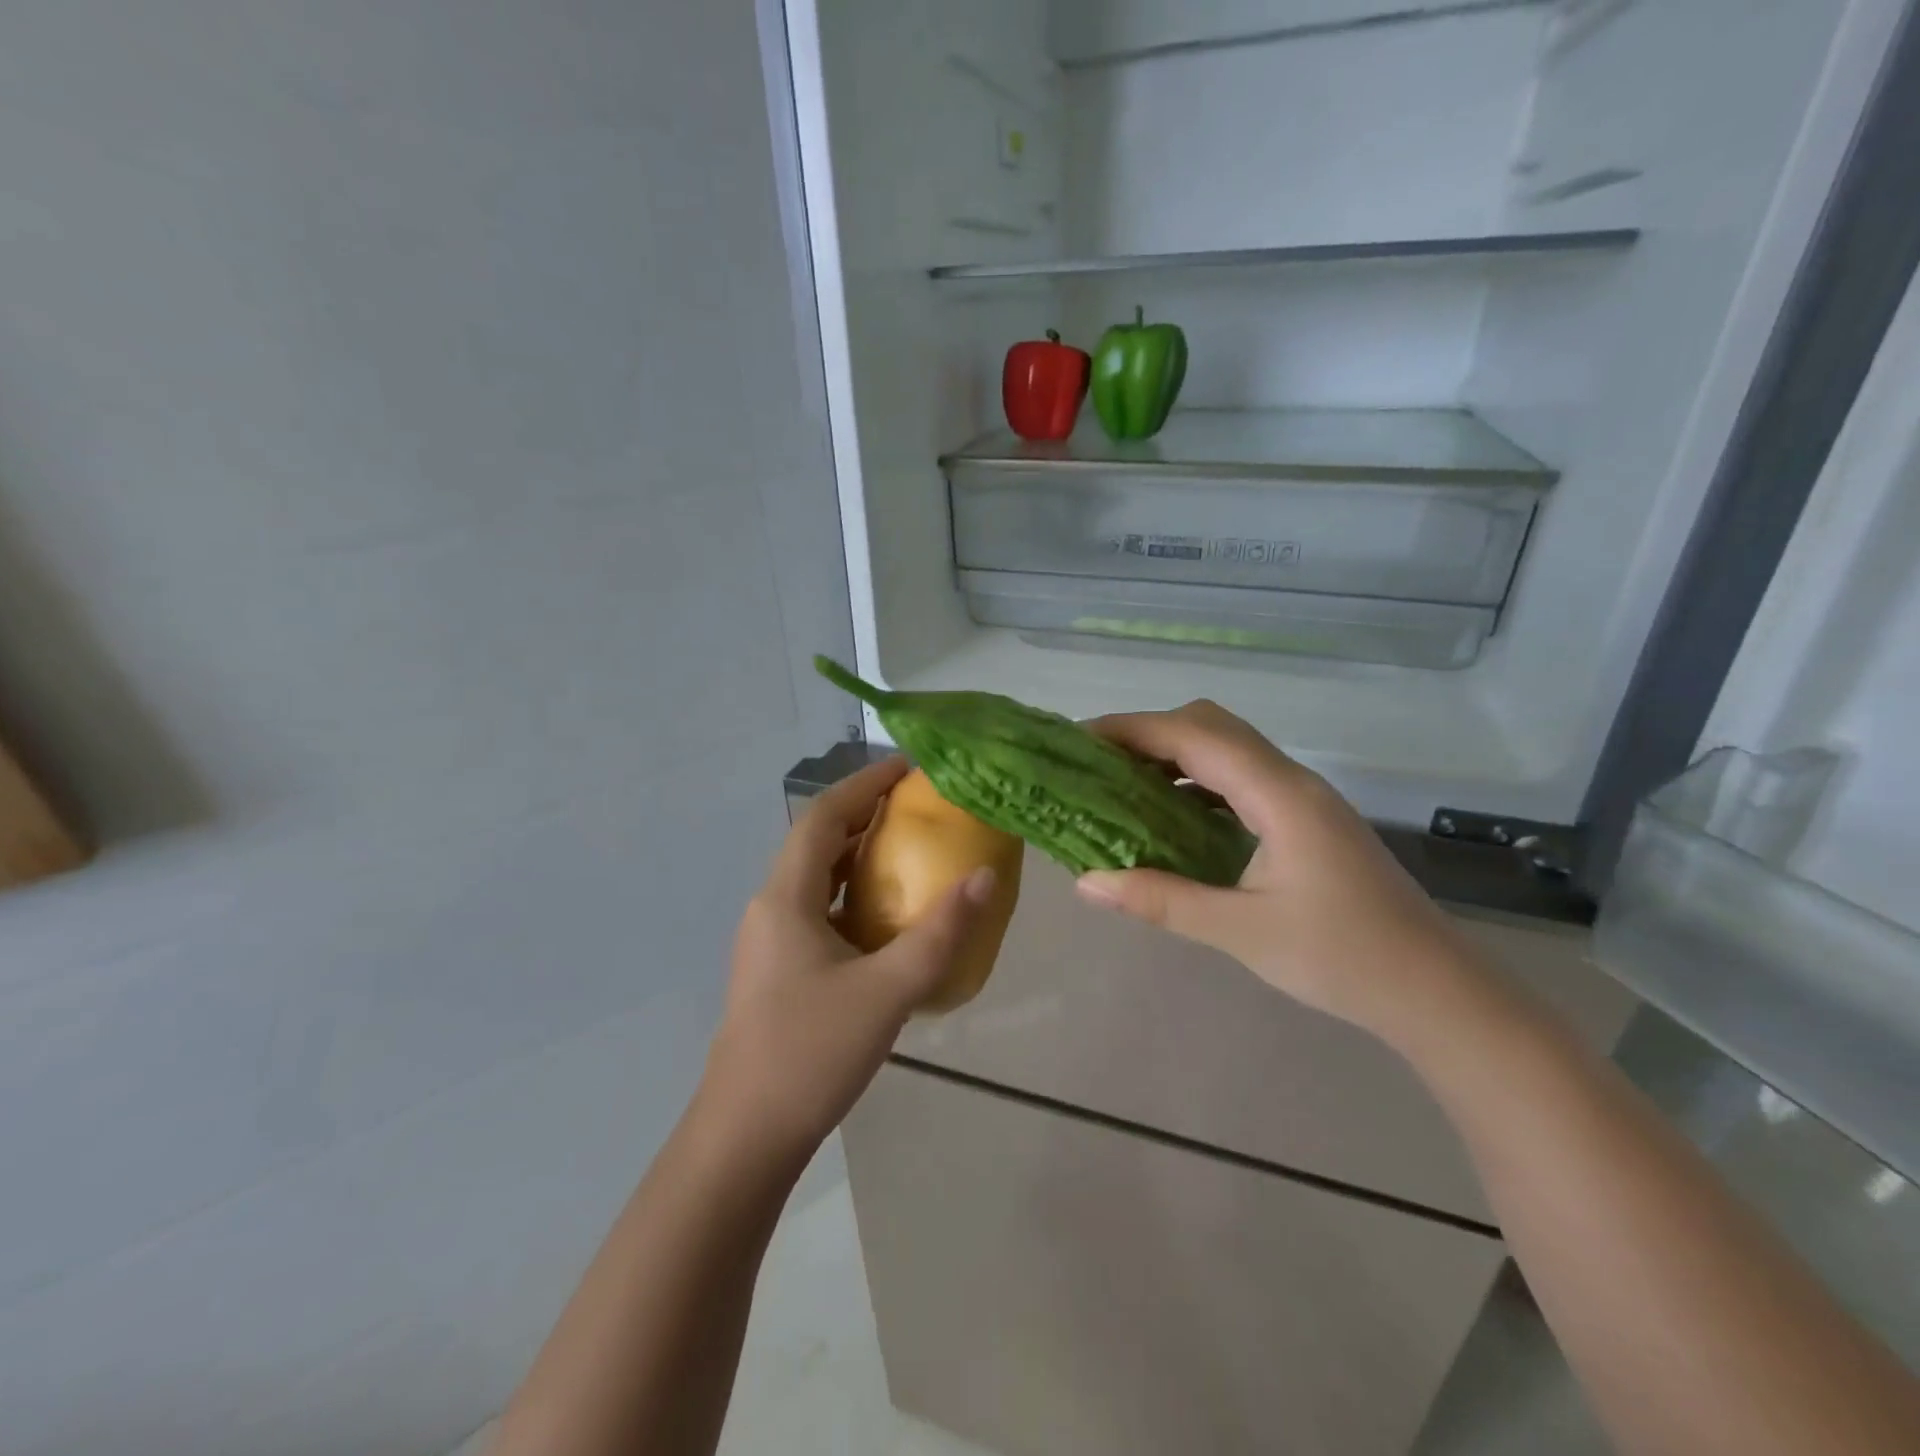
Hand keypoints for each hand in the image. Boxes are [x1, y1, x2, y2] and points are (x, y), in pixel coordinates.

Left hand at [700, 757, 994, 1165]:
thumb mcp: (887, 991)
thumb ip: (940, 934)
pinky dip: (853, 897)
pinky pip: (819, 911)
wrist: (745, 1137)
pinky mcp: (779, 970)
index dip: (863, 785)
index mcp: (785, 898)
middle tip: (918, 804)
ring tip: (909, 848)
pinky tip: (888, 918)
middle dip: (864, 815)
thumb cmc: (810, 1054)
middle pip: (817, 841)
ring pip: (817, 879)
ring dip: (858, 856)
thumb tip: (985, 877)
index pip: (822, 817)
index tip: (907, 767)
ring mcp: (771, 941)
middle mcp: (771, 908)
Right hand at [1074, 700, 1483, 1041]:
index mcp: (1278, 795)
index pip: (1193, 736)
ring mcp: (1302, 798)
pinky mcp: (1306, 819)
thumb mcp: (1240, 931)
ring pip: (1228, 748)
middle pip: (1211, 725)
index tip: (1080, 739)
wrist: (1434, 990)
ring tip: (1122, 784)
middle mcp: (1291, 781)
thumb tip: (1087, 883)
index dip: (1133, 729)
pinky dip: (1197, 781)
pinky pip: (1240, 777)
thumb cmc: (1342, 958)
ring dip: (1174, 754)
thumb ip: (1160, 900)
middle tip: (1098, 763)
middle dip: (1149, 733)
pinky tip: (1172, 816)